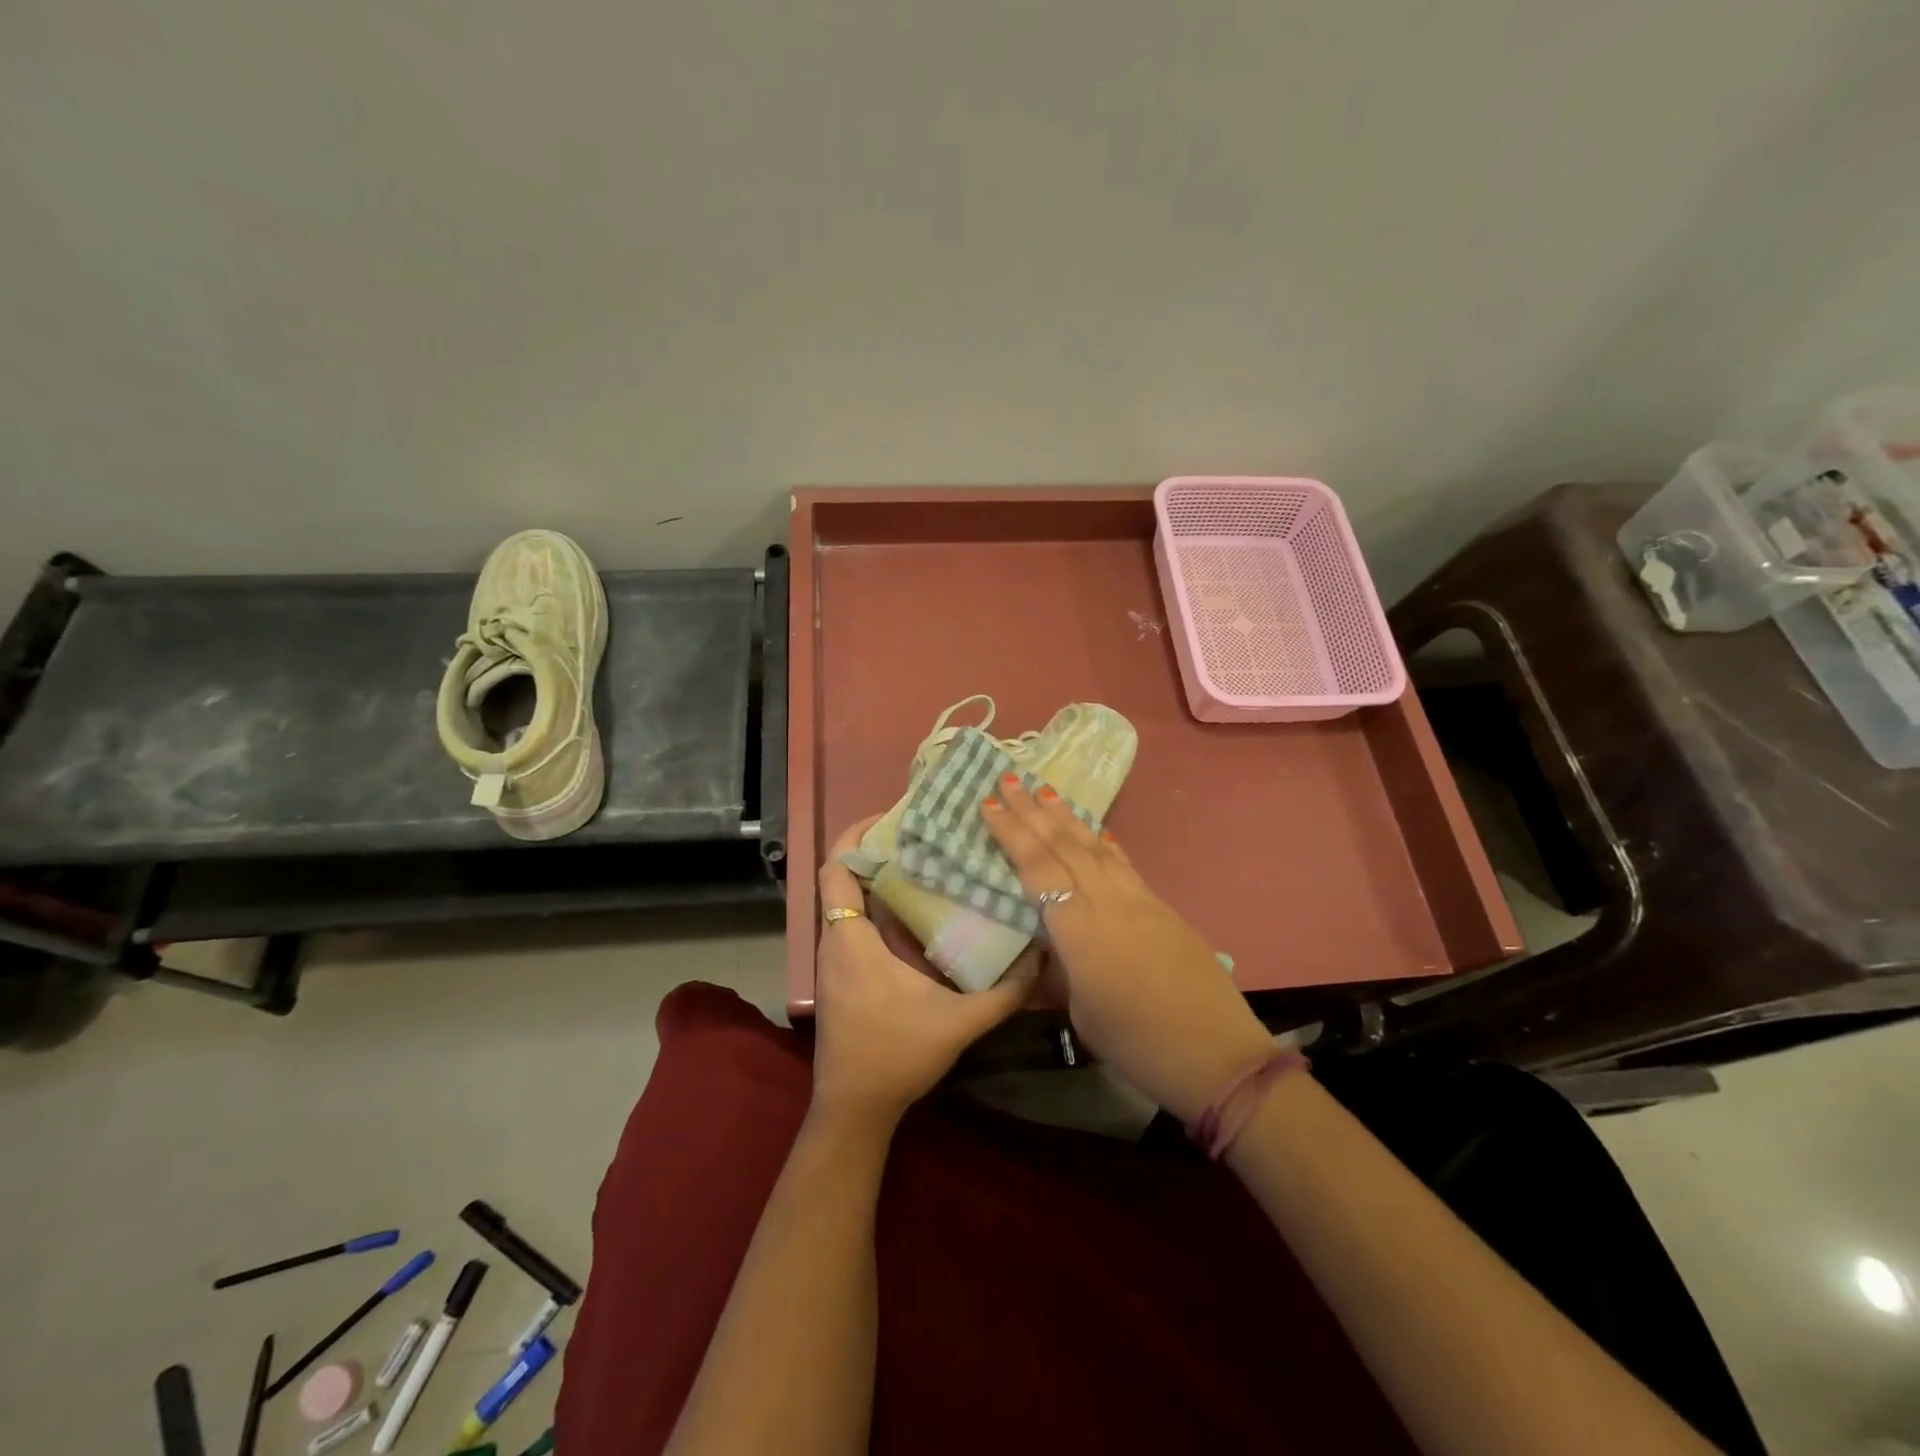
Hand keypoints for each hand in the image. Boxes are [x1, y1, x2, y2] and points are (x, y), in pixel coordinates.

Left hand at [812, 816, 1037, 1127]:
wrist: (854, 1109)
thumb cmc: (895, 1056)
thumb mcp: (958, 1023)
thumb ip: (1004, 993)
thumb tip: (1042, 959)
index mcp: (851, 938)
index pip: (835, 869)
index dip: (854, 836)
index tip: (890, 818)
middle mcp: (836, 940)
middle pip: (843, 877)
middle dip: (876, 851)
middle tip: (922, 835)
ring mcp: (835, 959)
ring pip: (849, 901)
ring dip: (878, 879)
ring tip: (925, 862)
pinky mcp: (843, 975)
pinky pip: (854, 924)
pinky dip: (878, 908)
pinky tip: (919, 913)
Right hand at [981, 779, 1274, 1122]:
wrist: (1217, 1055)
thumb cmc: (1139, 1045)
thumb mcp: (1082, 1013)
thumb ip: (1063, 969)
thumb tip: (1051, 946)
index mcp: (1079, 931)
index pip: (1037, 869)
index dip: (1011, 833)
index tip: (990, 802)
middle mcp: (1107, 902)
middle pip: (1064, 846)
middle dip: (1033, 810)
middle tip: (1009, 778)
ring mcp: (1139, 900)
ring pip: (1095, 847)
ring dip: (1067, 817)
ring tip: (1045, 790)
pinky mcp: (1161, 906)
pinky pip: (1122, 863)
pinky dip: (1102, 842)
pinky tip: (1095, 831)